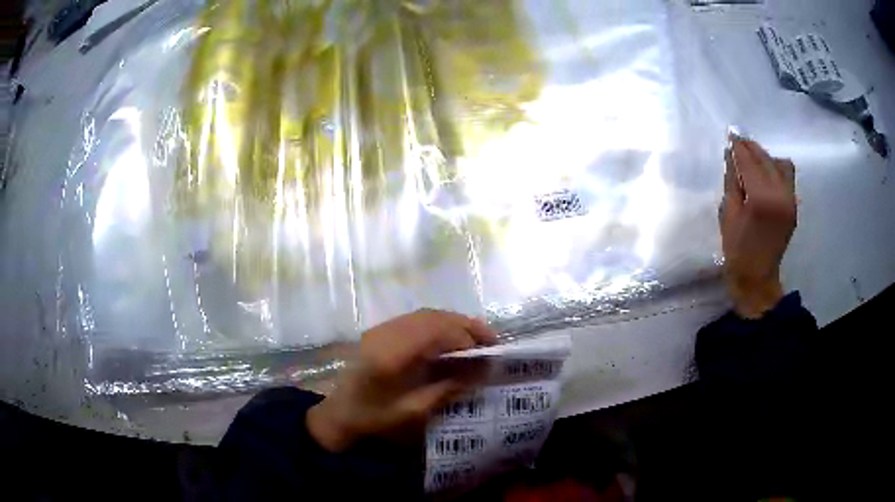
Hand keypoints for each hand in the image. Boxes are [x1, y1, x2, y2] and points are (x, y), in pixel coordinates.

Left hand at [306, 309, 496, 451]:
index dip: (466, 337)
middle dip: (465, 325)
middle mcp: (385, 333)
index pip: (437, 332)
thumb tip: (481, 371)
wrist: (337, 414)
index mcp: (391, 355)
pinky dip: (438, 325)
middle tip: (491, 340)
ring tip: (475, 338)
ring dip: (452, 322)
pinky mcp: (379, 332)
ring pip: (425, 314)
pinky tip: (449, 340)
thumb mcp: (412, 412)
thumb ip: (446, 389)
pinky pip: (415, 320)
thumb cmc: (372, 418)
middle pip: (433, 317)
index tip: (489, 352)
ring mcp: (380, 329)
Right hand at [720, 137, 796, 318]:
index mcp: (761, 199)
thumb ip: (732, 181)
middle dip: (751, 148)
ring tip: (752, 160)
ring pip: (780, 163)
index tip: (730, 134)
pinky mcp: (794, 205)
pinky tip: (764, 174)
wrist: (758, 280)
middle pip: (765, 159)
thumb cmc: (737, 251)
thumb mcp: (728, 215)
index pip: (749, 161)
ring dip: (765, 157)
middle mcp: (780, 195)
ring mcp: (790, 200)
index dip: (738, 146)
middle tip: (737, 142)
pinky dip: (775, 168)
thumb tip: (732, 155)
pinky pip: (787, 175)